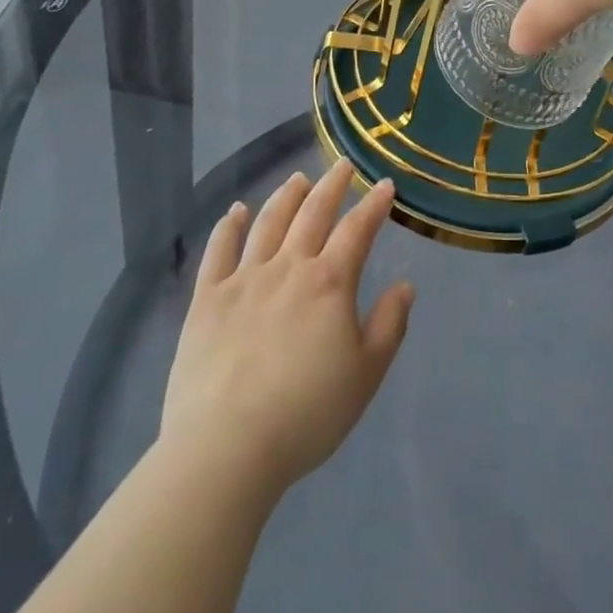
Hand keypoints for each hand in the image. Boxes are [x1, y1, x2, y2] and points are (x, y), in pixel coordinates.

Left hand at [160, 162, 413, 499]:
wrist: (226, 448)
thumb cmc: (306, 414)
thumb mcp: (365, 375)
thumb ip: (389, 325)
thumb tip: (405, 285)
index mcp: (329, 282)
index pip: (357, 230)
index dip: (373, 205)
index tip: (384, 184)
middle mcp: (288, 267)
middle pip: (313, 213)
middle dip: (332, 185)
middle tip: (342, 164)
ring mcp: (244, 279)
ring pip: (269, 223)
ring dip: (287, 196)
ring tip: (298, 178)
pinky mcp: (207, 299)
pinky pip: (219, 251)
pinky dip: (229, 226)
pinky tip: (236, 211)